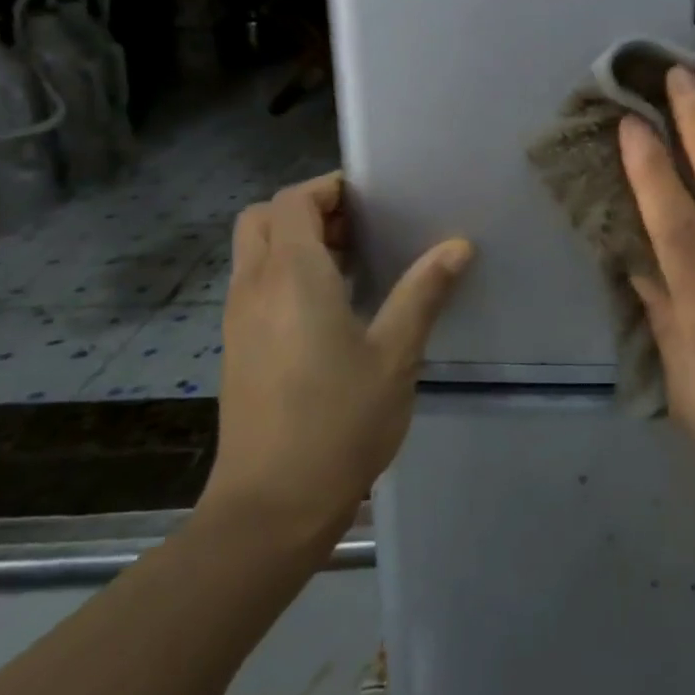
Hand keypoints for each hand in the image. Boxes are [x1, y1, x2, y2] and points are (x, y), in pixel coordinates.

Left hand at [202, 173, 472, 555]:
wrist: (271, 506)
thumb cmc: (339, 421)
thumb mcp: (396, 354)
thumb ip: (424, 292)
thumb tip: (457, 244)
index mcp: (292, 278)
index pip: (293, 202)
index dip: (329, 188)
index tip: (374, 198)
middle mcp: (254, 288)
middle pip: (263, 219)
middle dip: (309, 209)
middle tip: (362, 226)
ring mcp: (239, 320)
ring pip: (256, 252)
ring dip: (297, 241)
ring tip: (356, 261)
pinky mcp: (237, 348)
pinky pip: (256, 285)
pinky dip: (286, 272)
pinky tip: (333, 306)